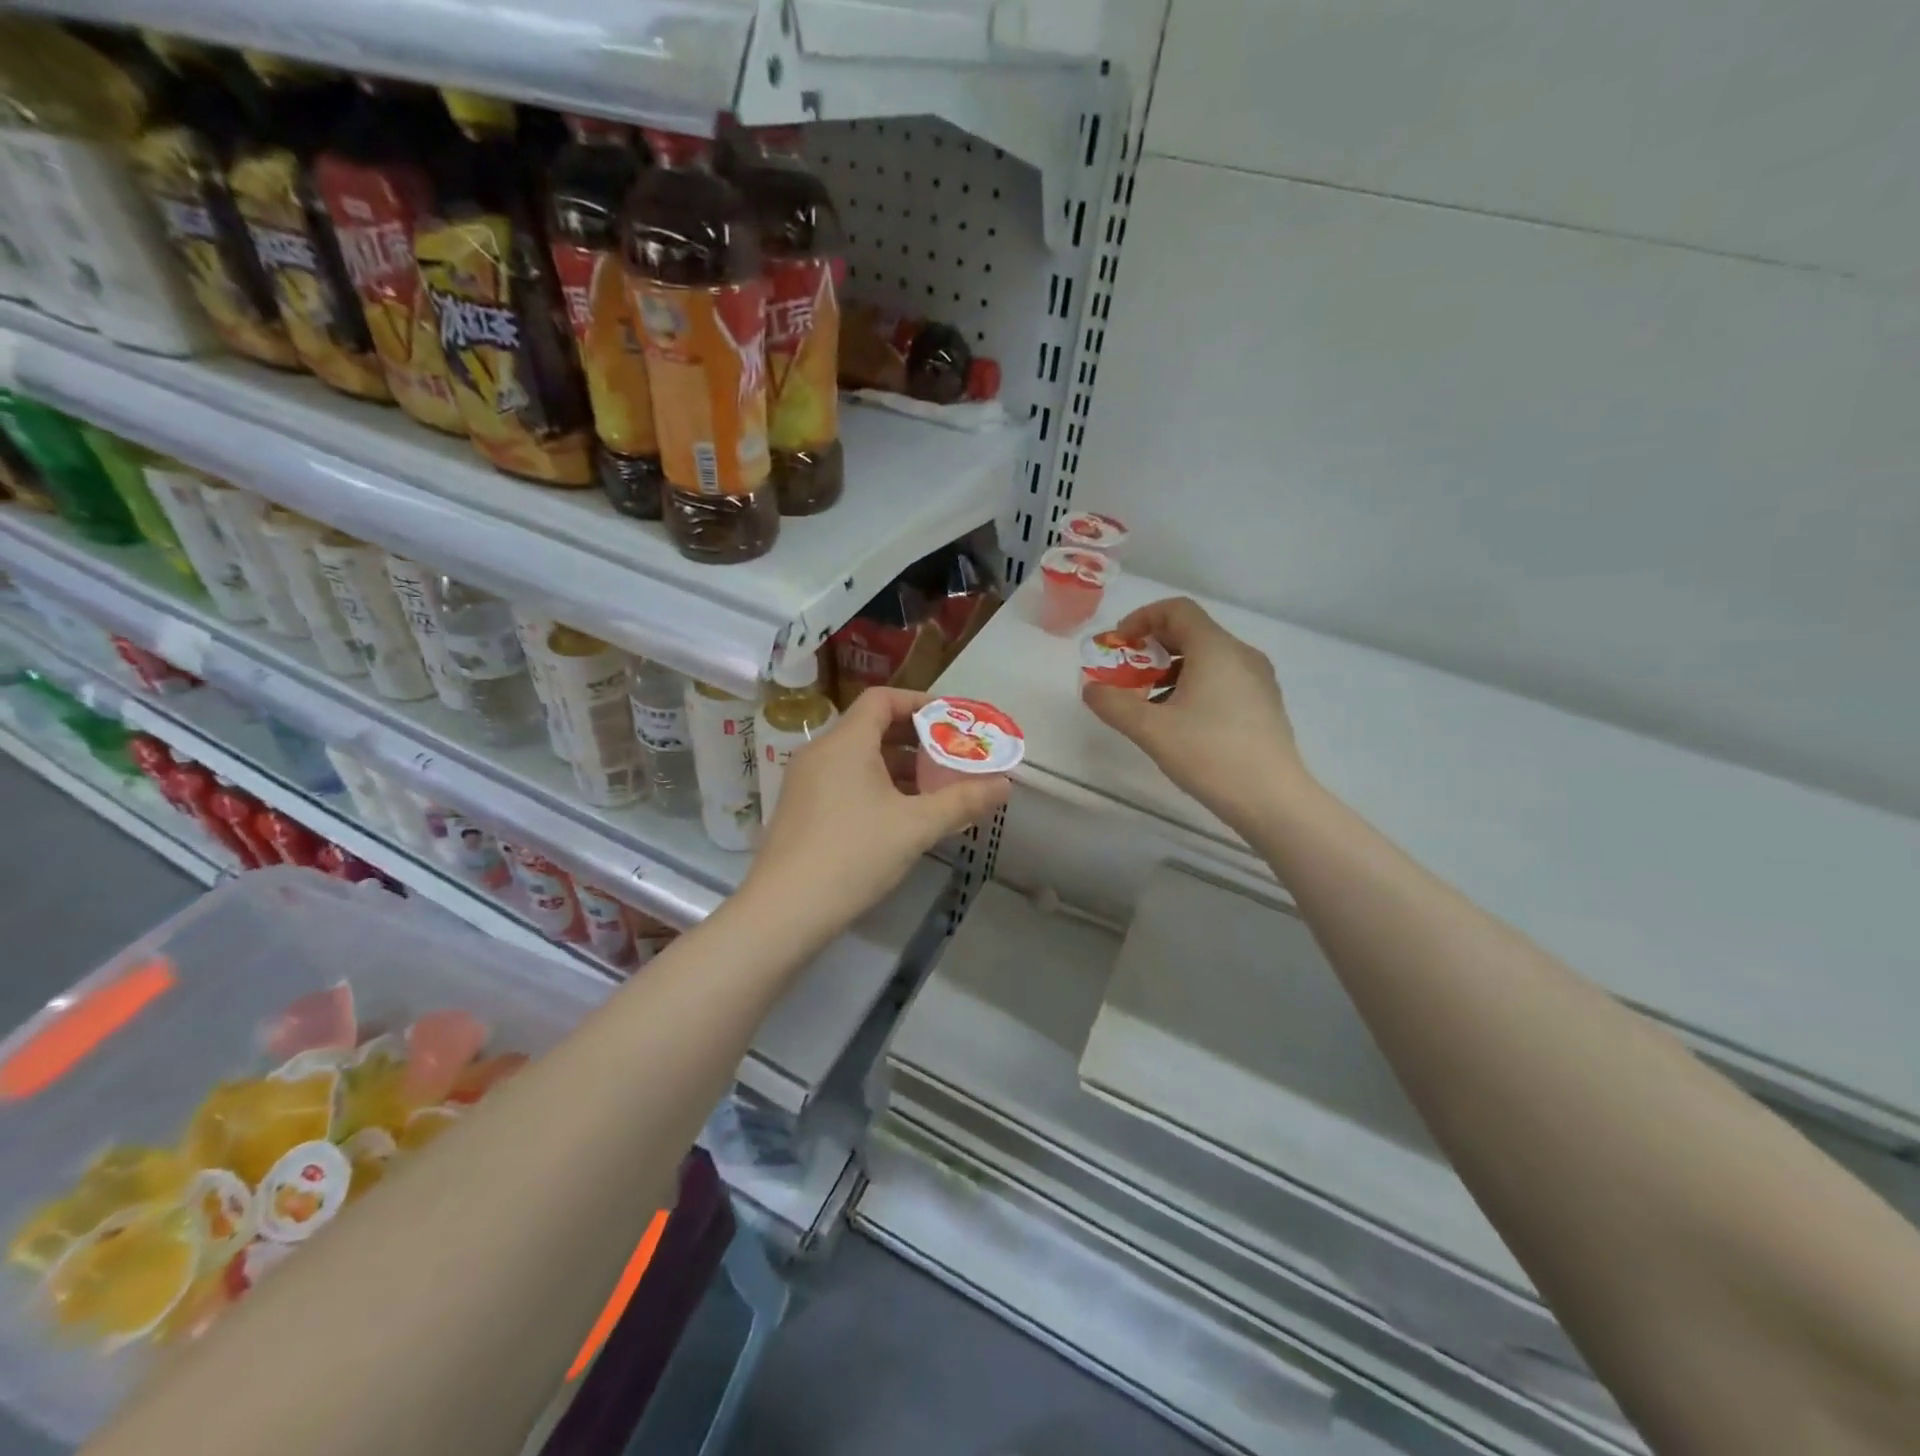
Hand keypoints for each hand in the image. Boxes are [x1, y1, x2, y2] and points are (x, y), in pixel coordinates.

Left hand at [743, 687, 1009, 940]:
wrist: (785, 910)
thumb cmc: (854, 854)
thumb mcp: (916, 826)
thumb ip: (963, 801)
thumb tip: (1005, 785)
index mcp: (846, 743)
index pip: (883, 699)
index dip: (920, 703)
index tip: (953, 721)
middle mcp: (821, 753)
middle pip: (872, 727)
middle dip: (917, 739)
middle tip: (953, 756)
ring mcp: (806, 782)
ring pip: (859, 758)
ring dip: (898, 767)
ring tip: (936, 788)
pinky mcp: (801, 810)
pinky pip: (845, 781)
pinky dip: (877, 786)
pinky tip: (902, 815)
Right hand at [1081, 597, 1307, 835]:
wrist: (1272, 799)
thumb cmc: (1210, 755)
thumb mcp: (1151, 730)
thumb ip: (1114, 704)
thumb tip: (1090, 689)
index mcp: (1216, 649)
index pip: (1177, 610)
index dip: (1142, 618)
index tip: (1118, 645)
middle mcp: (1241, 654)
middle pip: (1191, 632)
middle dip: (1152, 648)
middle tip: (1125, 675)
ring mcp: (1257, 679)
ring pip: (1207, 658)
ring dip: (1170, 670)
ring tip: (1147, 703)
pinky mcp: (1263, 704)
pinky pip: (1222, 678)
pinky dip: (1193, 685)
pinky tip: (1179, 720)